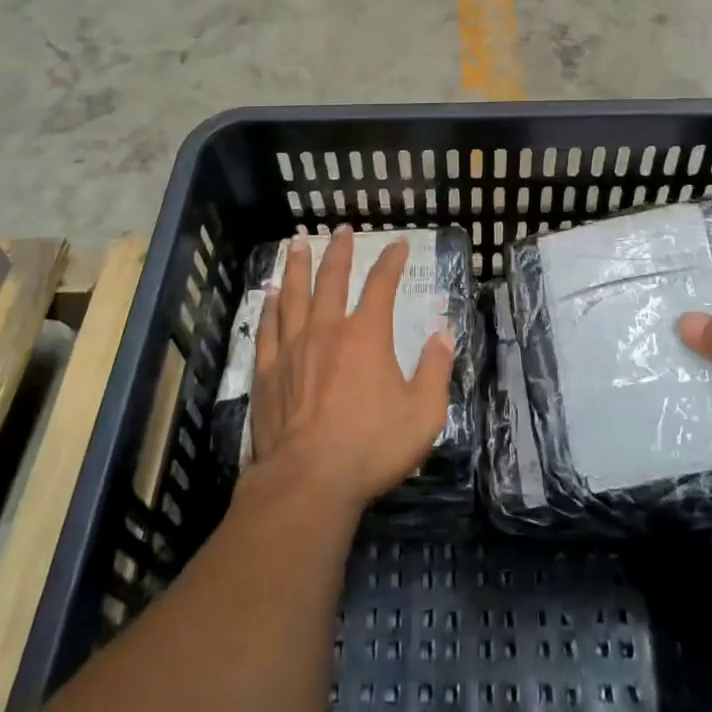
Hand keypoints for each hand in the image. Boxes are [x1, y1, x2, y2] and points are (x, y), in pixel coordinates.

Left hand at [248, 227, 454, 512]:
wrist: (308, 481)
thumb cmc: (371, 447)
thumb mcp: (424, 413)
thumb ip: (436, 369)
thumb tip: (443, 332)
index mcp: (366, 335)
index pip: (382, 284)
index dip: (392, 260)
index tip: (398, 243)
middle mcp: (327, 330)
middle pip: (332, 279)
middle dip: (339, 251)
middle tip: (341, 229)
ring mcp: (293, 348)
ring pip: (294, 294)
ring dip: (298, 266)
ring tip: (297, 243)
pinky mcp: (268, 372)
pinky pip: (268, 327)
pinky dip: (270, 305)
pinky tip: (270, 293)